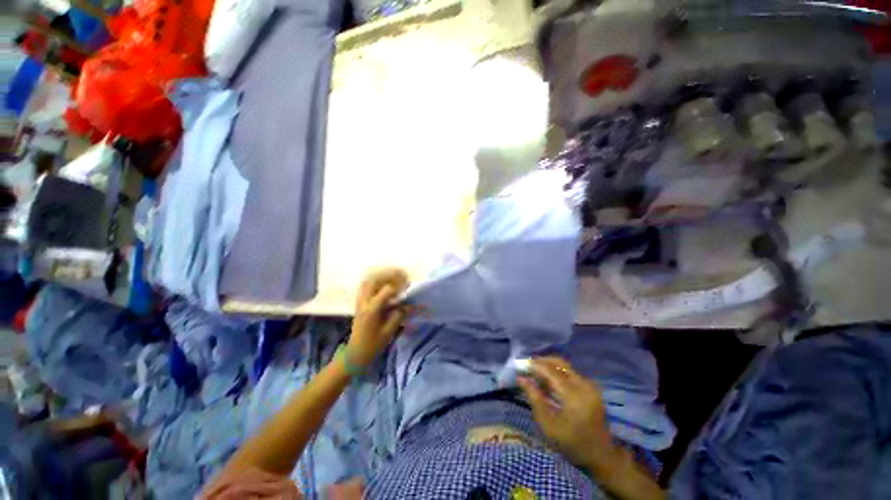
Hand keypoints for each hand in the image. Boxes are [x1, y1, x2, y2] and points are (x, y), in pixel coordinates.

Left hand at [348, 268, 410, 366]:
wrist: (355, 353)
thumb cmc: (373, 344)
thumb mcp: (388, 332)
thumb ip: (398, 316)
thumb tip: (407, 304)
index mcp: (372, 310)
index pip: (386, 290)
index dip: (398, 287)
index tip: (407, 287)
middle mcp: (364, 302)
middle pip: (374, 280)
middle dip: (389, 274)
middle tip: (402, 274)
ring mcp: (360, 301)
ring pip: (368, 280)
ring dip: (382, 275)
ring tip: (394, 276)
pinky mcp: (359, 302)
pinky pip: (365, 285)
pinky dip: (376, 281)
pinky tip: (384, 283)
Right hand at [518, 357, 617, 473]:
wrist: (601, 456)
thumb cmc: (572, 443)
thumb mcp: (548, 425)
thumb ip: (534, 398)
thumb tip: (521, 378)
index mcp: (574, 395)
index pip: (551, 371)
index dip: (534, 365)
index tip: (520, 365)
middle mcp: (584, 385)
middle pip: (559, 363)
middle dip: (541, 361)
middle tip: (527, 366)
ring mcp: (590, 385)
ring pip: (564, 366)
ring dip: (548, 366)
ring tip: (535, 374)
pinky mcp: (591, 388)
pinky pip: (570, 373)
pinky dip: (557, 373)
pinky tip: (548, 382)